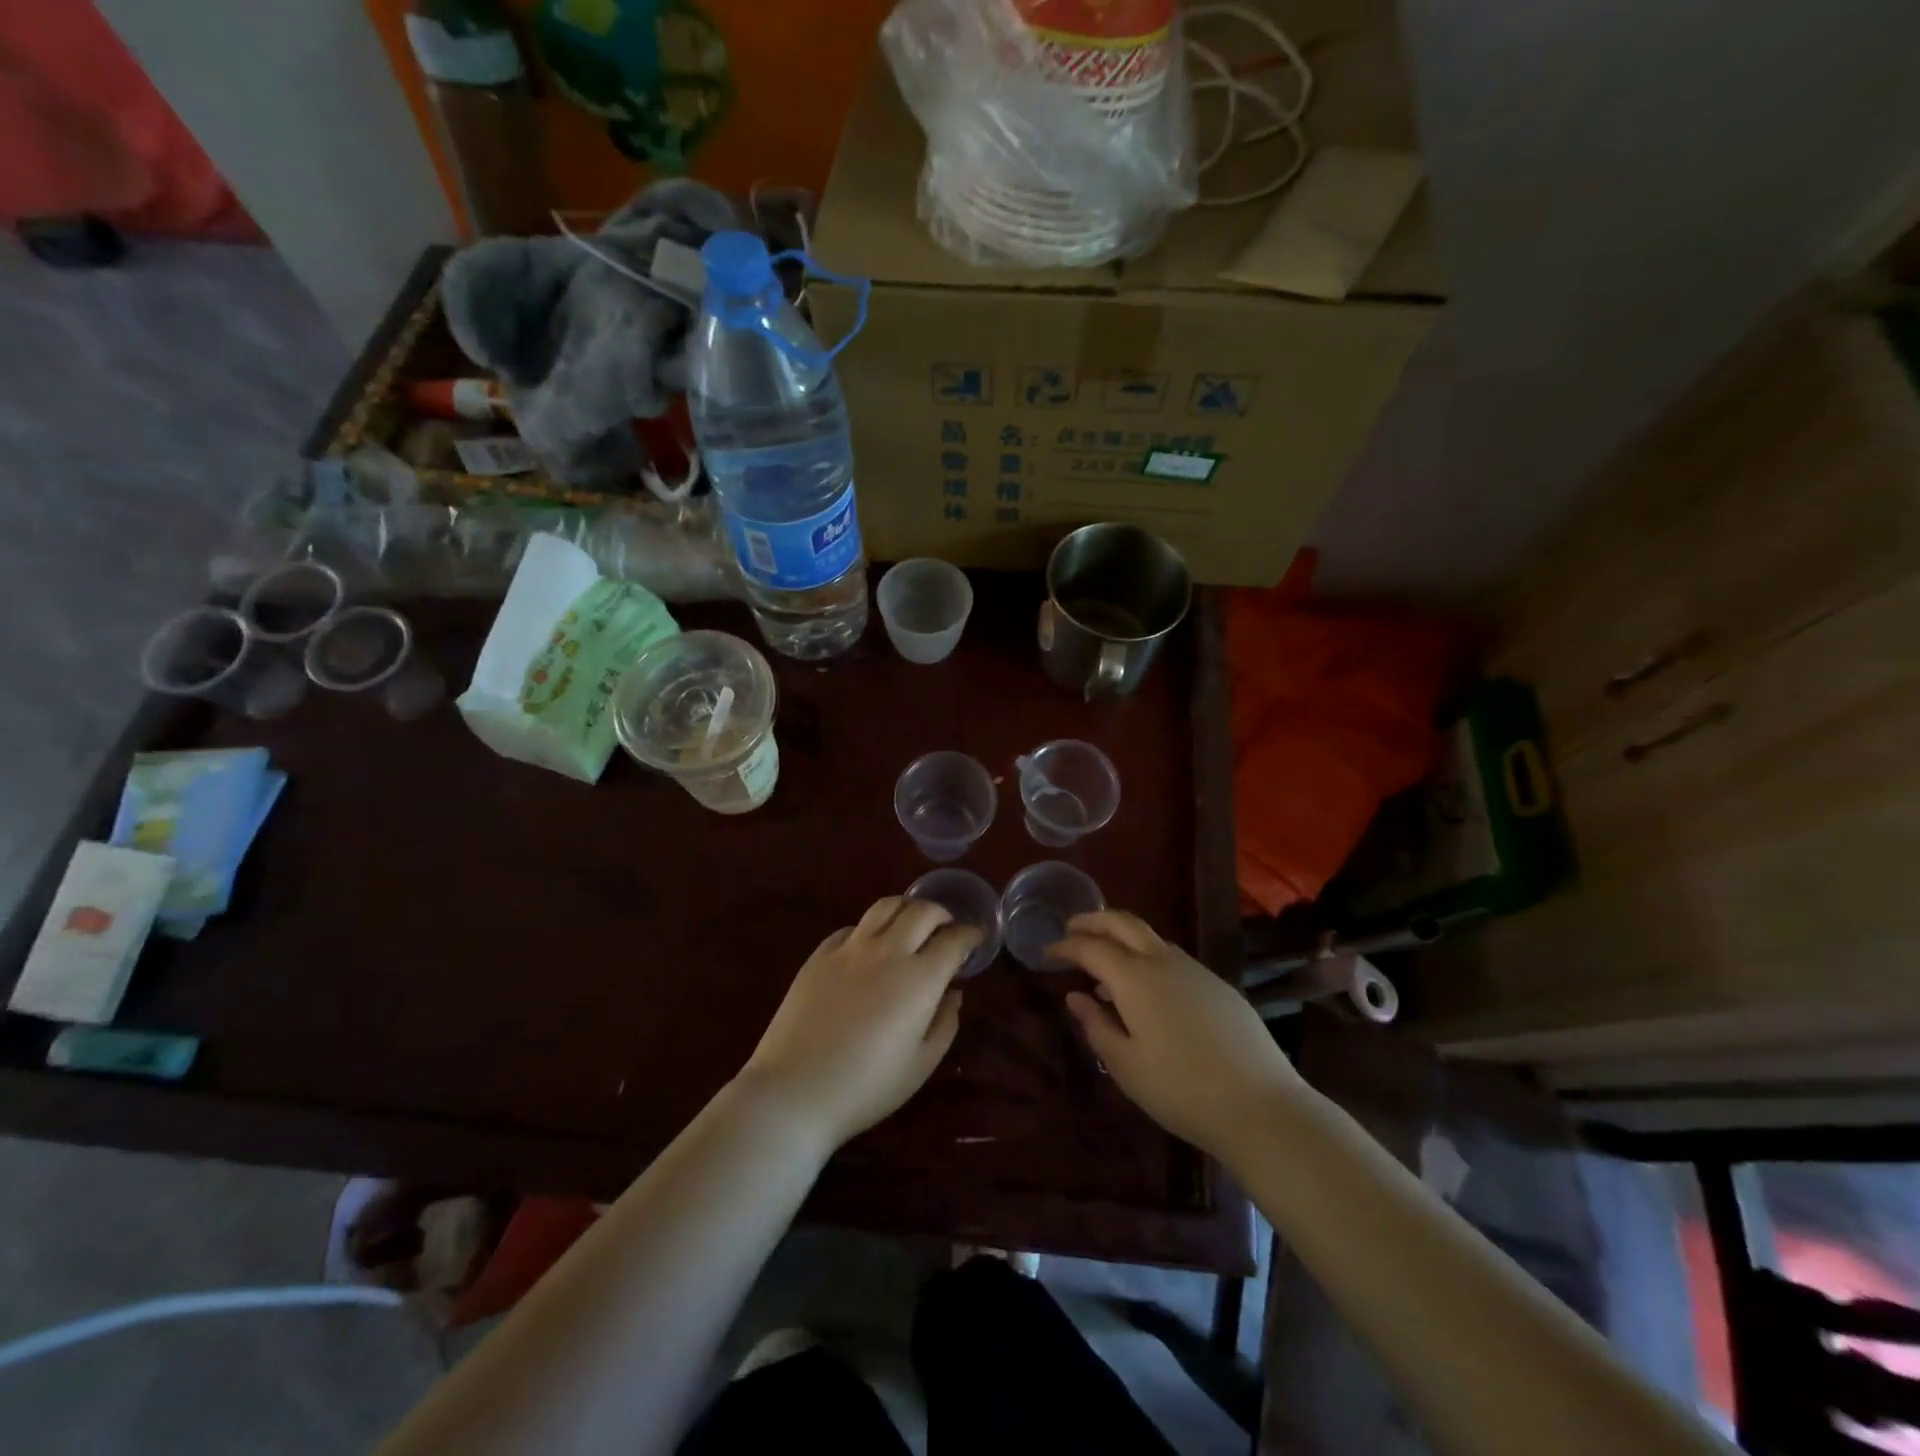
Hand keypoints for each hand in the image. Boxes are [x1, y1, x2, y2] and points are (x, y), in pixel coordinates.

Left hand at [735, 898, 978, 1149]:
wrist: (794, 1091)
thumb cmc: (866, 1087)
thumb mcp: (920, 1065)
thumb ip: (944, 1023)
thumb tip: (953, 993)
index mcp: (919, 979)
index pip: (954, 940)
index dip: (970, 935)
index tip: (976, 939)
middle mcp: (887, 952)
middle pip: (922, 911)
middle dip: (942, 914)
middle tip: (947, 928)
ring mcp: (850, 949)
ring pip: (885, 907)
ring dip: (906, 909)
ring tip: (911, 924)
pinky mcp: (820, 955)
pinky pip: (852, 928)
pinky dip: (870, 929)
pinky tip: (869, 947)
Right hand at [1051, 910, 1300, 1160]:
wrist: (1261, 1106)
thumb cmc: (1181, 1090)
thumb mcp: (1126, 1066)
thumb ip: (1096, 1026)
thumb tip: (1076, 997)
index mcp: (1135, 978)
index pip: (1091, 947)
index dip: (1066, 946)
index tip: (1046, 952)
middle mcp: (1164, 962)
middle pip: (1124, 922)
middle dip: (1094, 920)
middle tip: (1071, 929)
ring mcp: (1196, 970)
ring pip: (1151, 938)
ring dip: (1122, 939)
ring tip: (1105, 966)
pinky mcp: (1218, 986)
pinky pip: (1173, 958)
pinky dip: (1148, 958)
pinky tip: (1147, 991)